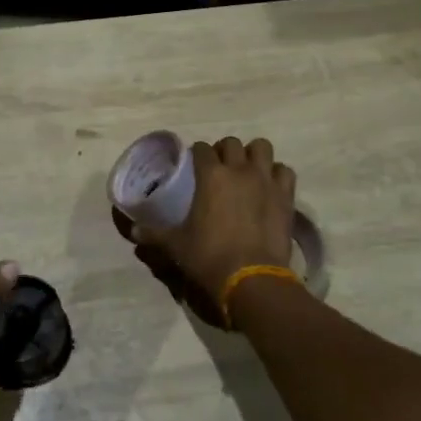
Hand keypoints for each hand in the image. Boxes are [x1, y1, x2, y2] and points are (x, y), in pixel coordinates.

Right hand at [132, 137, 294, 299]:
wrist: (252, 278)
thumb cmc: (209, 257)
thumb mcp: (176, 245)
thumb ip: (154, 234)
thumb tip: (134, 230)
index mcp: (211, 175)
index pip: (201, 149)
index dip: (196, 153)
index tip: (194, 163)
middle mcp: (239, 170)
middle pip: (232, 143)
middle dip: (224, 150)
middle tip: (219, 167)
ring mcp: (266, 180)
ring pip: (262, 148)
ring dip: (253, 155)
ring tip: (247, 171)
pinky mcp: (286, 196)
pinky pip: (285, 171)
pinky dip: (277, 174)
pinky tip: (269, 187)